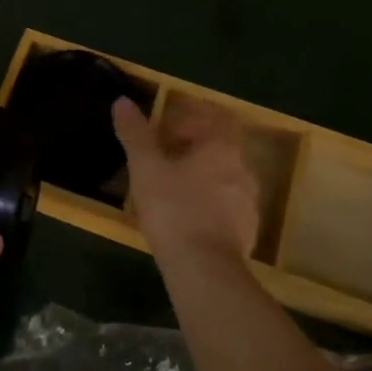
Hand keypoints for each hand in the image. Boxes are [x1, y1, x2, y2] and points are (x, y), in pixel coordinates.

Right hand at [113, 96, 259, 267]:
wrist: (205, 269)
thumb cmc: (174, 209)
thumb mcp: (146, 168)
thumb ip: (135, 134)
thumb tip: (122, 101)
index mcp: (222, 147)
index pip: (212, 117)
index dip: (186, 119)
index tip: (161, 132)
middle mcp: (243, 168)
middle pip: (219, 146)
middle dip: (191, 148)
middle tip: (161, 158)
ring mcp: (249, 201)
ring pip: (223, 176)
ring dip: (200, 176)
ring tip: (170, 189)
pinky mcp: (248, 230)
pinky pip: (227, 204)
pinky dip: (208, 202)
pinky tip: (186, 217)